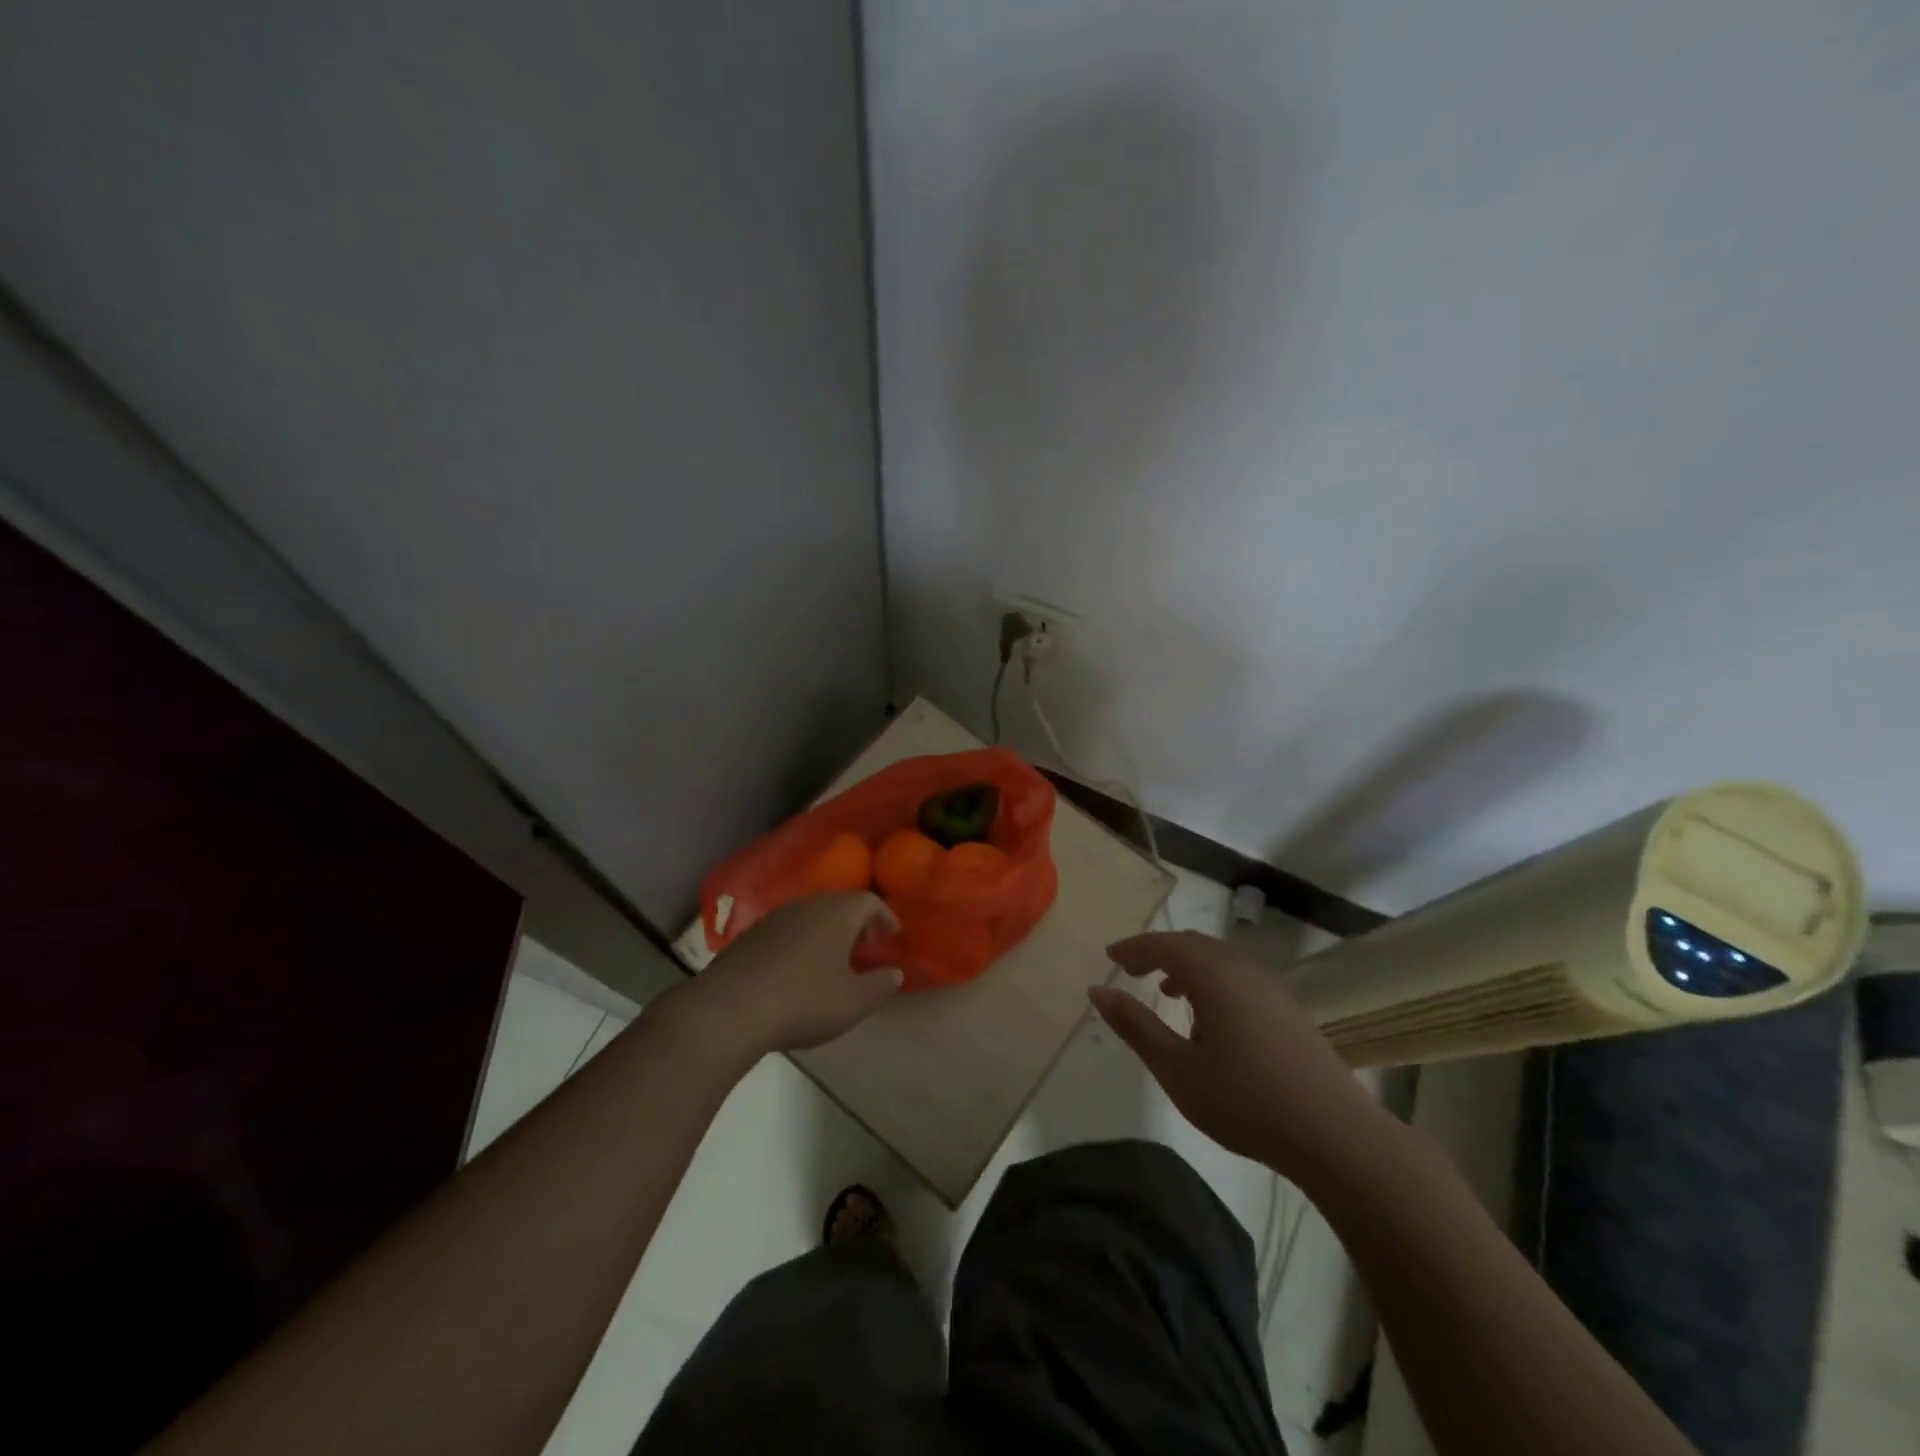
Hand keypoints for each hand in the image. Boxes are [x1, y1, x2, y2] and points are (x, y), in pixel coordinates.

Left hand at [685, 893, 903, 1057]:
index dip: (885, 916)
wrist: (728, 1010)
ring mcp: (773, 918)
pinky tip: (798, 971)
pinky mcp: (748, 937)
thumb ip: (881, 985)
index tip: (893, 934)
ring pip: (810, 916)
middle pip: (839, 905)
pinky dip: (801, 943)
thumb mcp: (853, 1002)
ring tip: (835, 960)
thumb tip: (894, 973)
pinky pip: (786, 931)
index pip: (869, 901)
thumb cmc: (803, 1001)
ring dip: (827, 933)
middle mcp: (806, 905)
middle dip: (857, 923)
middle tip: (867, 946)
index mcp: (837, 913)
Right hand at [1089, 930, 1391, 1182]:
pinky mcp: (1289, 1010)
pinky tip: (1210, 1018)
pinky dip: (1212, 981)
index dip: (1135, 947)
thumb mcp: (1177, 1068)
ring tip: (1166, 992)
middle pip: (1194, 945)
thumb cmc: (1245, 1100)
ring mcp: (1271, 989)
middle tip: (1132, 970)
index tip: (1111, 957)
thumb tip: (1098, 991)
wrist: (1335, 1134)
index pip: (1165, 944)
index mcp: (1213, 975)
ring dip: (1187, 967)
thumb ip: (1136, 1026)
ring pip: (1220, 961)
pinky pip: (1239, 977)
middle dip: (1159, 952)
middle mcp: (1243, 970)